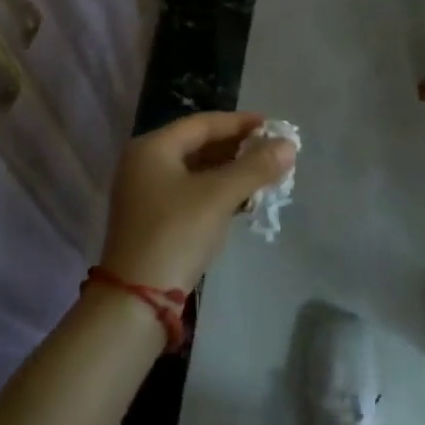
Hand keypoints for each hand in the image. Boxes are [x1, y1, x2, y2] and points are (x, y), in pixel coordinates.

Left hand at [100, 112, 294, 292]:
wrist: (136, 301)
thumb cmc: (176, 234)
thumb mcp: (218, 196)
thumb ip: (255, 167)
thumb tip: (289, 145)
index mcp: (153, 148)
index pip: (203, 123)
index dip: (240, 123)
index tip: (273, 126)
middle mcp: (145, 164)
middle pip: (200, 145)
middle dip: (238, 148)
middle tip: (273, 152)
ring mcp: (147, 194)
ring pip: (198, 171)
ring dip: (232, 172)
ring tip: (266, 175)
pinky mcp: (155, 220)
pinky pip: (193, 193)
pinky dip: (219, 192)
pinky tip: (245, 200)